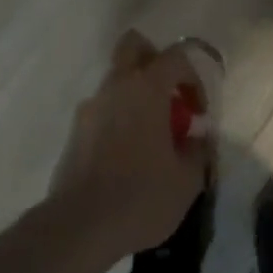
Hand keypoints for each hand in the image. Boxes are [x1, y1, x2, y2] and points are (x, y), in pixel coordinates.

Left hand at [48, 30, 211, 259]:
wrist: (79, 226)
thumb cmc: (140, 196)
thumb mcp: (187, 180)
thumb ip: (197, 150)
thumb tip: (197, 138)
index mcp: (147, 87)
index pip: (176, 56)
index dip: (193, 78)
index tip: (198, 113)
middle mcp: (116, 86)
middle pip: (134, 46)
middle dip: (154, 61)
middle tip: (168, 96)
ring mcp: (90, 107)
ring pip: (116, 80)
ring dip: (135, 95)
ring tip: (149, 136)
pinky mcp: (75, 131)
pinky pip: (102, 110)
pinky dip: (117, 120)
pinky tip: (126, 156)